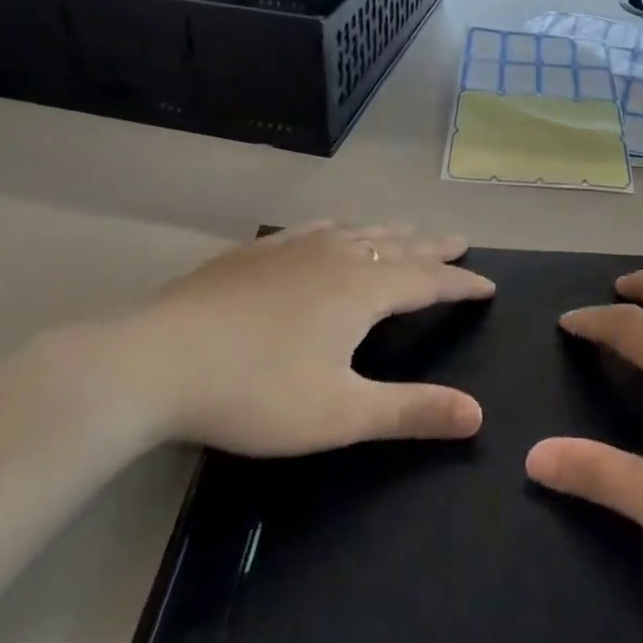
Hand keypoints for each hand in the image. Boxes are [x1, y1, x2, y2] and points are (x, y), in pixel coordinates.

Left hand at [82, 223, 494, 456]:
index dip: (461, 283)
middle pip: (397, 244)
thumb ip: (412, 411)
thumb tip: (477, 414)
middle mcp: (335, 255)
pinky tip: (330, 229)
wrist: (153, 362)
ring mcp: (291, 247)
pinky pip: (313, 228)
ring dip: (390, 232)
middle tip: (460, 242)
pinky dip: (339, 228)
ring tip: (408, 231)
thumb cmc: (256, 391)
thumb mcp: (341, 414)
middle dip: (433, 247)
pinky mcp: (254, 251)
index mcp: (362, 289)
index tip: (489, 285)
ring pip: (356, 230)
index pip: (427, 279)